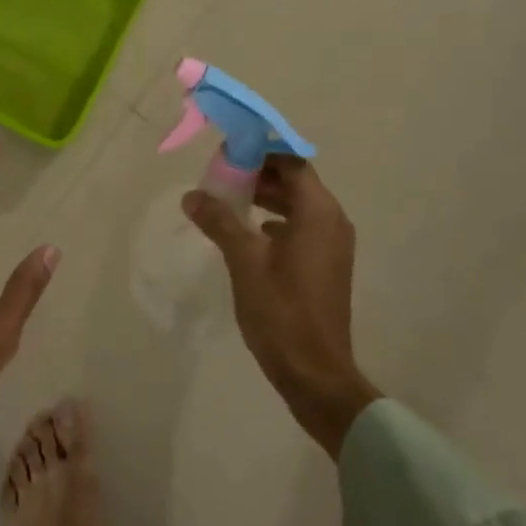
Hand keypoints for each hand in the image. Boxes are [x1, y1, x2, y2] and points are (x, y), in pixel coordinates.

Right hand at [183, 157, 378, 455]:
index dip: (261, 153)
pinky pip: (302, 229)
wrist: (315, 372)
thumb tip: (192, 195)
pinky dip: (277, 222)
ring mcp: (333, 246)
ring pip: (299, 206)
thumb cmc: (280, 310)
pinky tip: (250, 234)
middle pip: (296, 182)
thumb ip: (219, 222)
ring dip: (267, 199)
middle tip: (222, 178)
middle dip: (260, 176)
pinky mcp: (327, 266)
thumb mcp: (244, 261)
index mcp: (318, 212)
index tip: (229, 155)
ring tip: (229, 202)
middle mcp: (332, 221)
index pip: (292, 163)